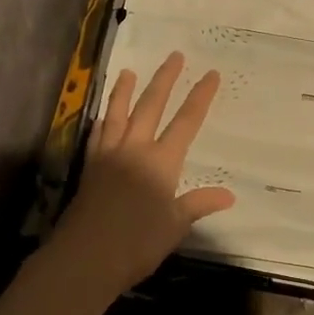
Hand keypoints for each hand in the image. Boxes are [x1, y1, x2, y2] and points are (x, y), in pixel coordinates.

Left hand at [50, 52, 235, 294]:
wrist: (84, 258)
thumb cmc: (136, 244)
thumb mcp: (174, 226)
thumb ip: (198, 204)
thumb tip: (229, 194)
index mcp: (161, 162)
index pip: (186, 122)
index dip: (200, 97)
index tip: (211, 74)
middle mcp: (135, 150)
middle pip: (151, 106)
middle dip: (165, 80)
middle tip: (174, 56)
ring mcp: (109, 156)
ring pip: (118, 114)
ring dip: (124, 91)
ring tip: (128, 71)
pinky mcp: (90, 168)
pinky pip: (97, 135)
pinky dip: (102, 120)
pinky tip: (103, 114)